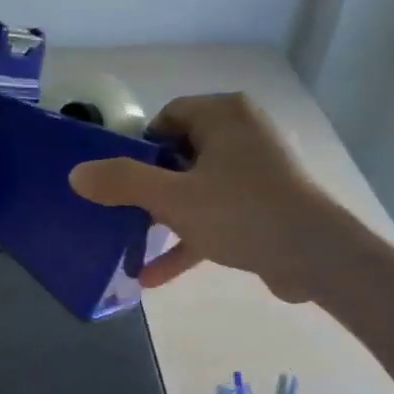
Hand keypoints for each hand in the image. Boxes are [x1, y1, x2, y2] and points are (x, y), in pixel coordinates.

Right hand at [69, 93, 354, 300]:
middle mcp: (242, 134)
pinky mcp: (262, 206)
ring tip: (131, 246)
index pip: (168, 118)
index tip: (120, 180)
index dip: (139, 148)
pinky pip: (216, 215)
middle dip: (148, 188)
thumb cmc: (242, 212)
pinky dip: (189, 239)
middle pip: (179, 154)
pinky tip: (154, 277)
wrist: (315, 255)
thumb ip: (123, 183)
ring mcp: (255, 172)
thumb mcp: (174, 198)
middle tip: (122, 213)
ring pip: (196, 188)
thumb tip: (77, 174)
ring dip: (165, 219)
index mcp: (223, 115)